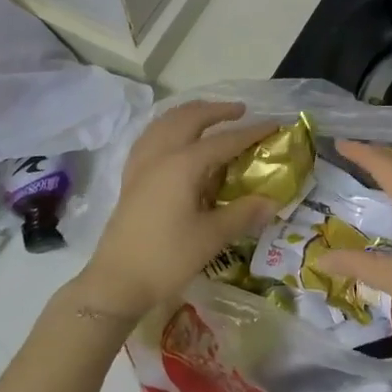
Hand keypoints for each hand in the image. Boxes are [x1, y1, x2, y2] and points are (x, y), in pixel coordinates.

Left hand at [65, 101, 278, 323]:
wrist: (117, 281)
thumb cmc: (167, 258)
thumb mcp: (211, 237)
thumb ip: (243, 213)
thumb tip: (272, 200)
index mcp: (183, 165)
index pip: (224, 141)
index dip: (251, 132)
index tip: (274, 124)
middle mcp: (161, 154)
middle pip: (190, 118)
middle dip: (216, 110)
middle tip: (241, 111)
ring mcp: (141, 164)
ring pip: (165, 122)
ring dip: (189, 113)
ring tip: (208, 115)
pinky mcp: (130, 176)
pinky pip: (150, 136)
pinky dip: (167, 126)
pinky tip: (173, 137)